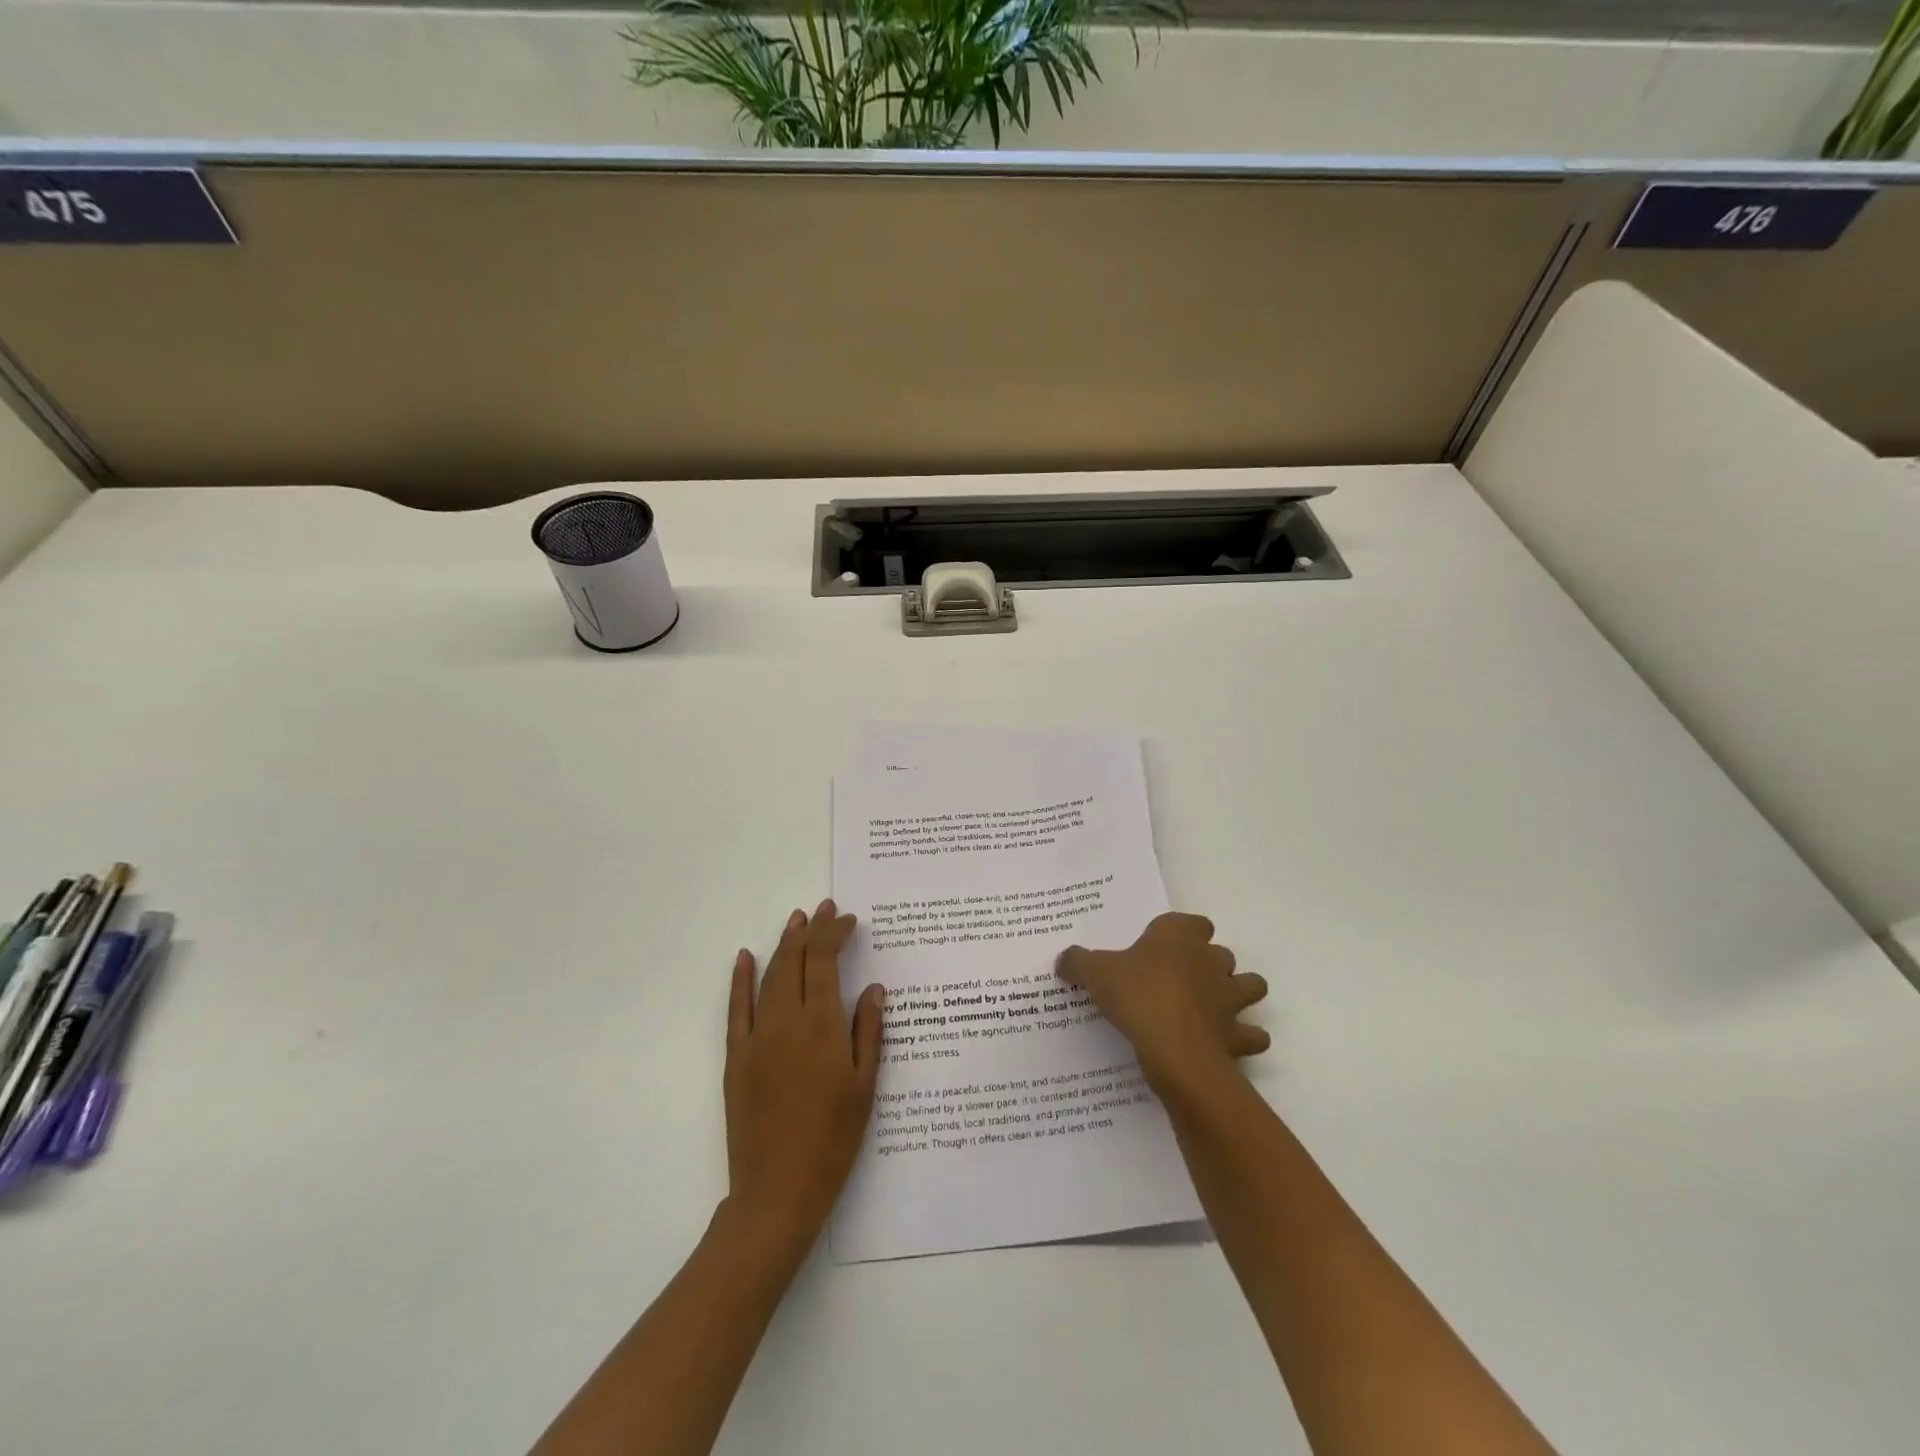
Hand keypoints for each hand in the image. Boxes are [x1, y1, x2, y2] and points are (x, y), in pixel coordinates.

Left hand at [724, 900, 884, 1258]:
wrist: (777, 1191)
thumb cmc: (833, 1139)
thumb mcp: (865, 1086)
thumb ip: (869, 1031)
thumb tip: (873, 987)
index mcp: (821, 1024)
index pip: (824, 959)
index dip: (835, 933)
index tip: (850, 921)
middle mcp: (785, 1020)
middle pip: (795, 959)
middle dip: (811, 929)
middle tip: (825, 910)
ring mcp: (756, 1037)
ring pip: (768, 976)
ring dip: (783, 945)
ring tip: (797, 922)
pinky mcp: (735, 1056)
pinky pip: (736, 1008)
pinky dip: (741, 978)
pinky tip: (746, 956)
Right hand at [1056, 912, 1268, 1095]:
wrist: (1174, 1048)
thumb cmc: (1137, 996)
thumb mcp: (1095, 973)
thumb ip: (1078, 962)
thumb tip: (1063, 959)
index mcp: (1179, 936)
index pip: (1193, 922)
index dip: (1183, 933)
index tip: (1165, 947)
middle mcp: (1211, 960)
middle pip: (1220, 953)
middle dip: (1209, 964)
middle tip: (1180, 981)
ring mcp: (1230, 997)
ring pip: (1249, 986)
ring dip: (1238, 994)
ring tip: (1214, 1008)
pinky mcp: (1239, 1034)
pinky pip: (1251, 1034)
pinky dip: (1245, 1038)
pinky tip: (1225, 1044)